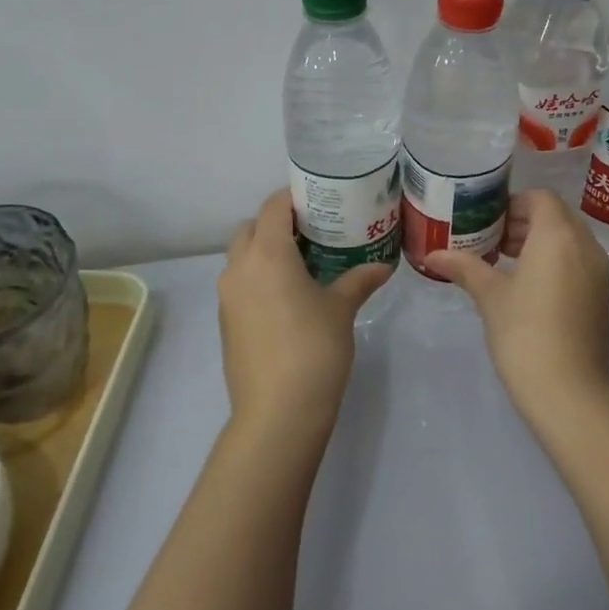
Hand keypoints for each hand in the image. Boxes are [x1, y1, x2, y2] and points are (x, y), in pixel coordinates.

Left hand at [218, 189, 392, 439]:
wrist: (277, 412)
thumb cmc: (314, 349)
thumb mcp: (341, 309)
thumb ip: (359, 280)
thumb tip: (383, 266)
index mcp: (267, 253)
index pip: (273, 206)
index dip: (293, 197)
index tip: (319, 198)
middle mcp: (239, 267)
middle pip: (251, 227)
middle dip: (277, 223)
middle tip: (313, 230)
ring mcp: (227, 296)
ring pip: (241, 256)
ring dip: (265, 250)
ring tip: (302, 262)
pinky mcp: (225, 321)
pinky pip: (239, 283)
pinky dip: (258, 277)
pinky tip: (287, 296)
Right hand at [425, 190, 608, 425]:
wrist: (569, 390)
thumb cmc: (524, 332)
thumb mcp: (489, 296)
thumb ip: (464, 267)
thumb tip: (432, 255)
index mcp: (558, 235)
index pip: (540, 198)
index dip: (513, 203)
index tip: (487, 220)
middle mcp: (584, 244)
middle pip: (556, 216)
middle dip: (524, 222)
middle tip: (492, 240)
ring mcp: (598, 271)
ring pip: (569, 239)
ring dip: (539, 241)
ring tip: (505, 262)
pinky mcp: (601, 294)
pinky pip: (578, 261)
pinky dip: (555, 260)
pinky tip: (528, 286)